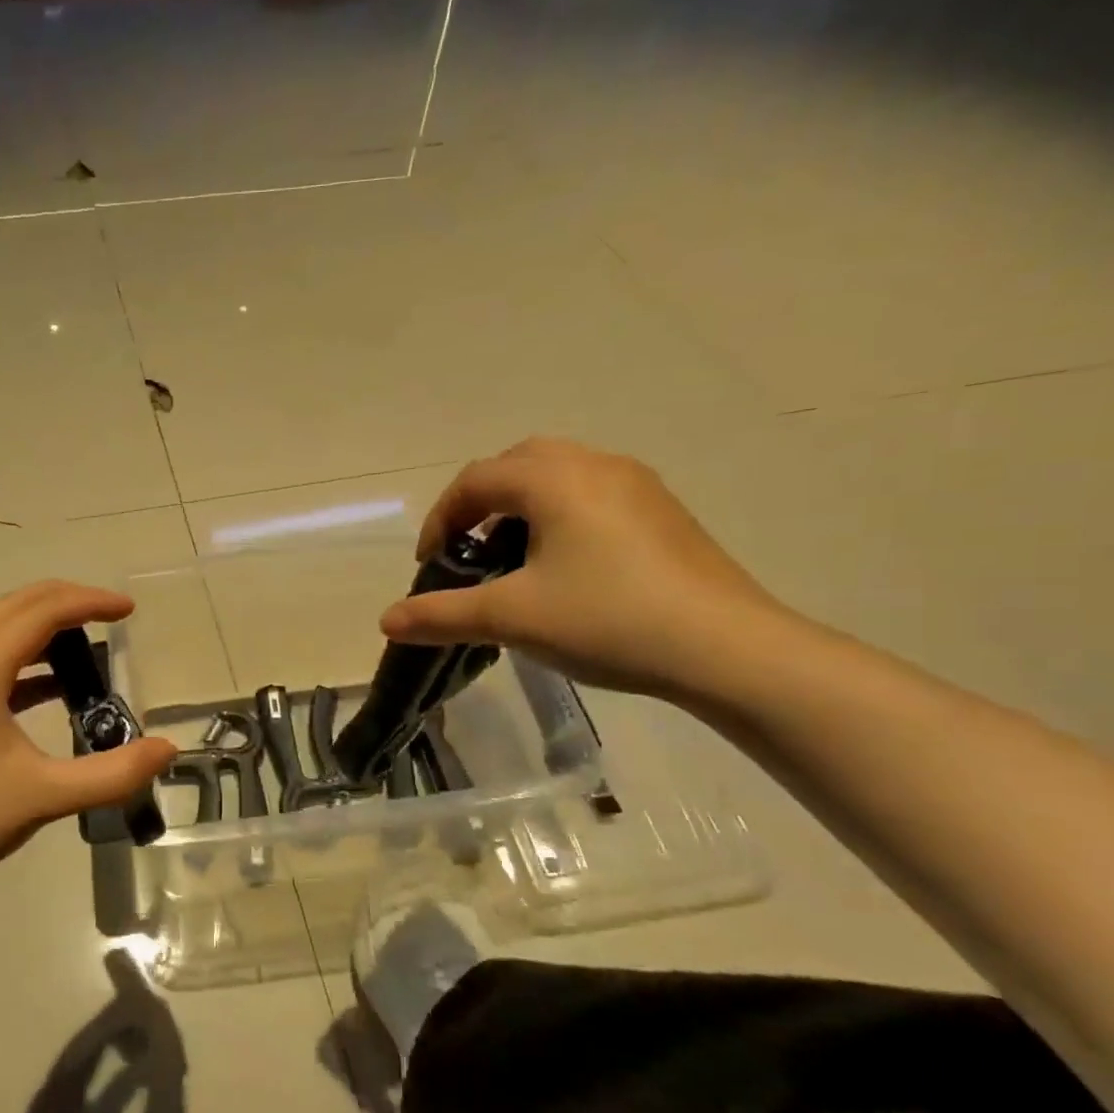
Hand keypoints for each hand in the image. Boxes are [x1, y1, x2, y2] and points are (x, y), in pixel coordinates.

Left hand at [0, 581, 175, 893]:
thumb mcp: (44, 797)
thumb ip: (112, 774)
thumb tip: (169, 750)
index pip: (41, 611)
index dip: (89, 602)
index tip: (129, 610)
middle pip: (16, 604)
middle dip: (67, 601)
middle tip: (112, 614)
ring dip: (42, 625)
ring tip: (87, 643)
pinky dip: (20, 655)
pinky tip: (48, 685)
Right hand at [380, 438, 792, 699]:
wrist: (727, 649)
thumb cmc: (607, 619)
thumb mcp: (511, 619)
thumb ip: (442, 614)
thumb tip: (386, 620)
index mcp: (554, 479)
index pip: (475, 480)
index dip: (440, 518)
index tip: (431, 564)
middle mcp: (595, 465)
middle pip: (518, 463)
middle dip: (481, 502)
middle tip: (469, 549)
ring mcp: (638, 486)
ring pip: (560, 476)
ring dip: (522, 508)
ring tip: (513, 559)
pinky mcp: (664, 513)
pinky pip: (593, 495)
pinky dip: (560, 517)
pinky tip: (567, 568)